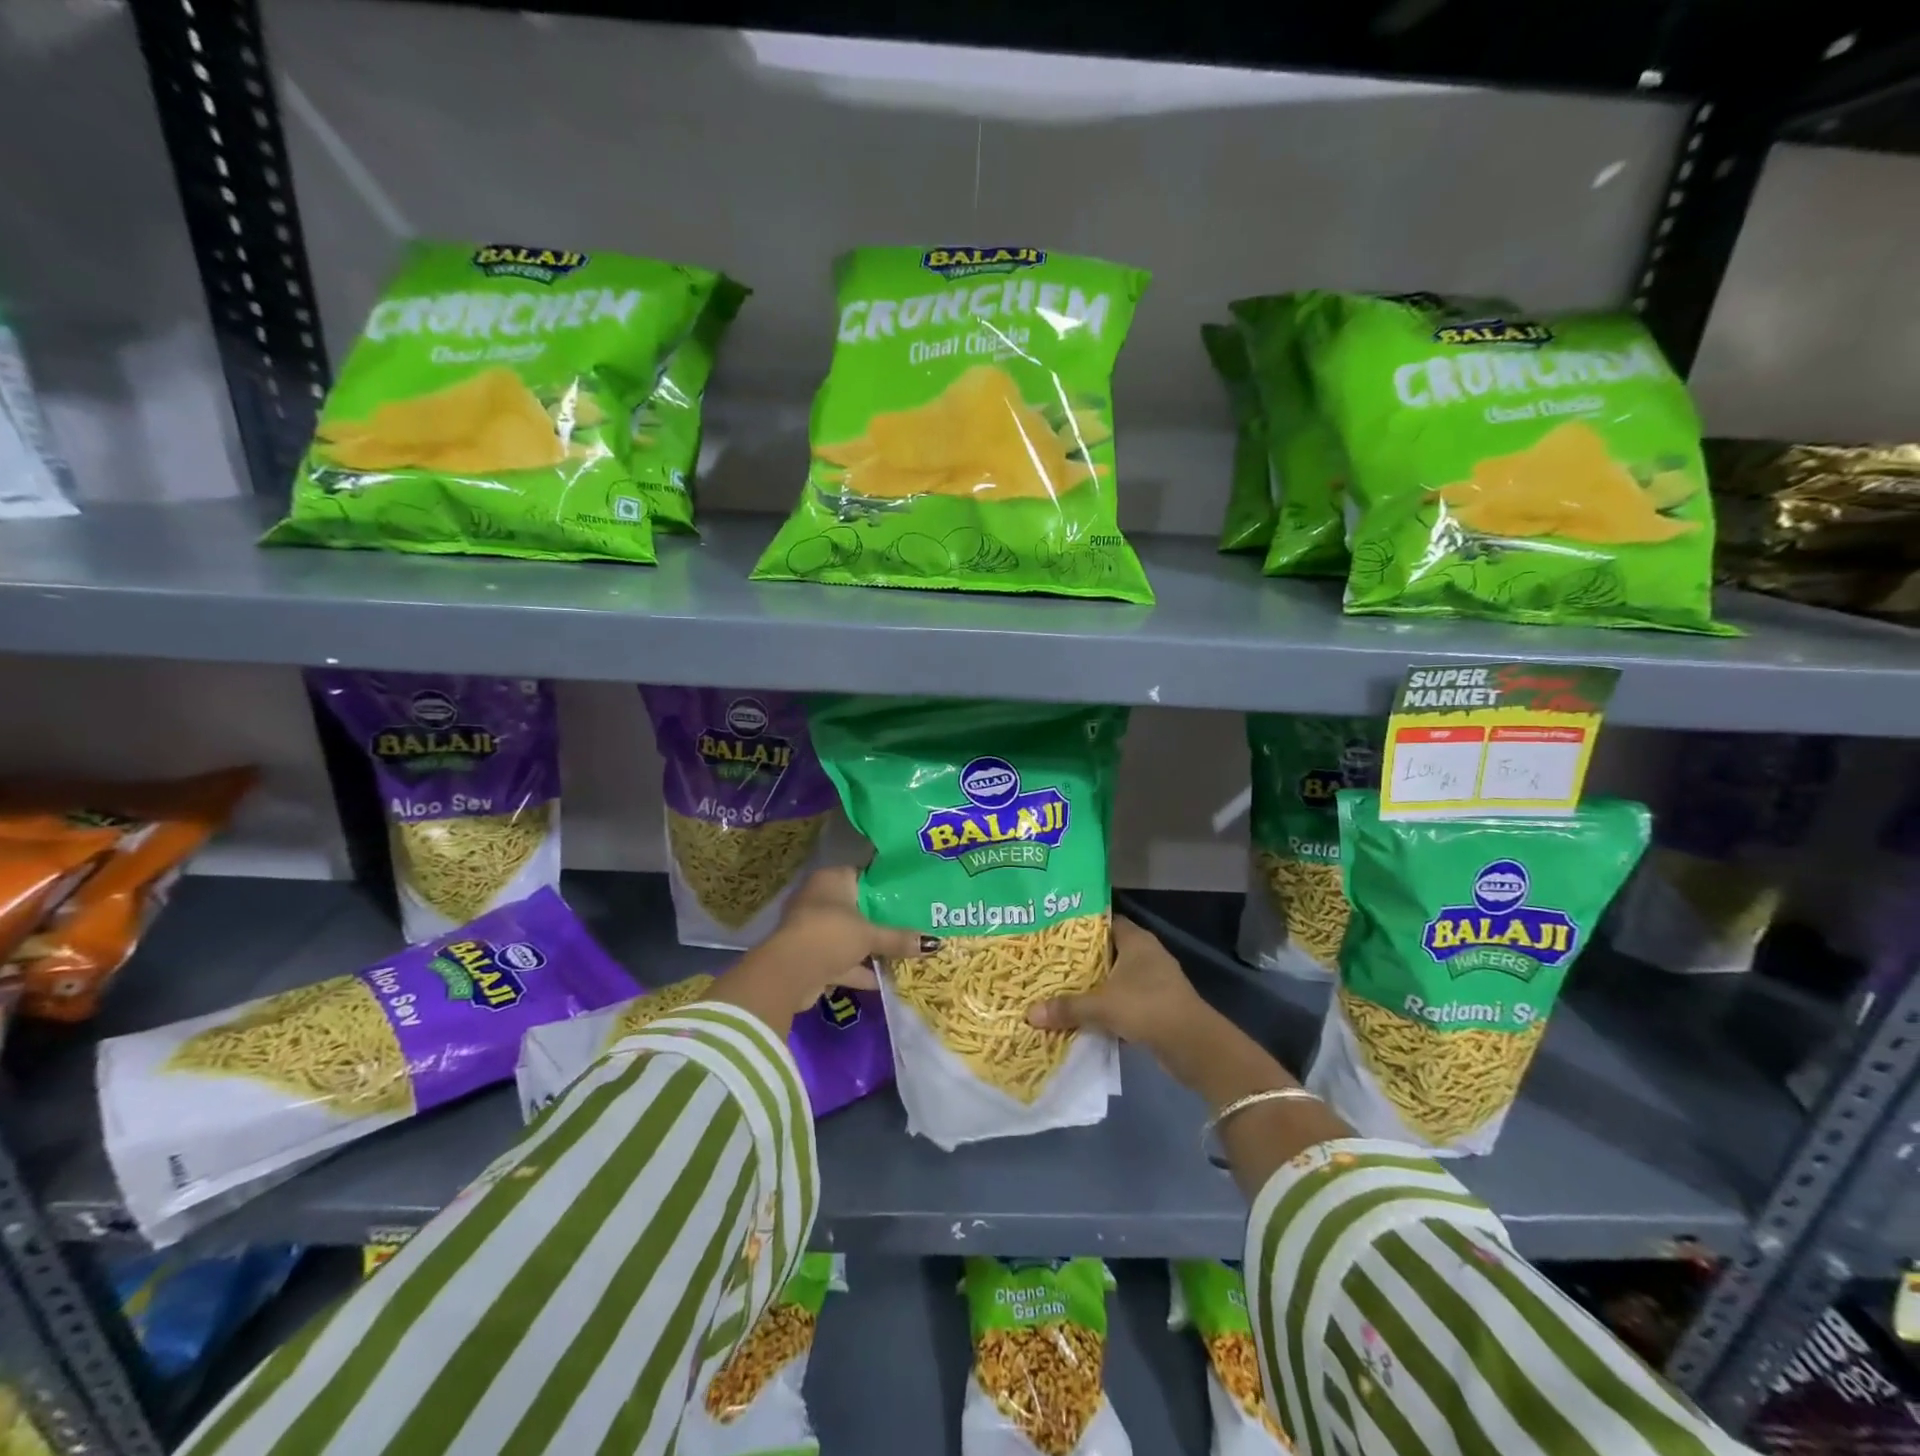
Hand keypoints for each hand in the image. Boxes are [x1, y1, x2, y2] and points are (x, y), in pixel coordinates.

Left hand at [712, 868, 936, 1029]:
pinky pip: (841, 960)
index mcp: (831, 880)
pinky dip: (859, 969)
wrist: (789, 973)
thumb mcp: (870, 934)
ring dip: (870, 948)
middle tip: (912, 923)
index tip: (910, 894)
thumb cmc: (831, 934)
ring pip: (849, 936)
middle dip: (880, 920)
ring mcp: (813, 929)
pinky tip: (884, 979)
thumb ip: (899, 938)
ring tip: (904, 953)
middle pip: (857, 908)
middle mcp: (820, 899)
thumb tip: (935, 943)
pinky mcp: (811, 957)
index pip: (863, 875)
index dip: (885, 885)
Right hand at [1027, 915, 1210, 1053]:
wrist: (1193, 1045)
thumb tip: (1029, 1014)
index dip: (1081, 927)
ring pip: (1116, 979)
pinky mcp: (1158, 1006)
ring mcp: (1155, 981)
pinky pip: (1125, 1001)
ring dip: (1095, 987)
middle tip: (1049, 964)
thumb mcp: (1101, 1006)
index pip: (1105, 922)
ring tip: (1060, 990)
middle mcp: (1146, 955)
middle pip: (1108, 952)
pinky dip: (1108, 1009)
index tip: (1054, 933)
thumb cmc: (1147, 1007)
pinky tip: (1085, 1017)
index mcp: (1136, 940)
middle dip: (1082, 961)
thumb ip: (1067, 1007)